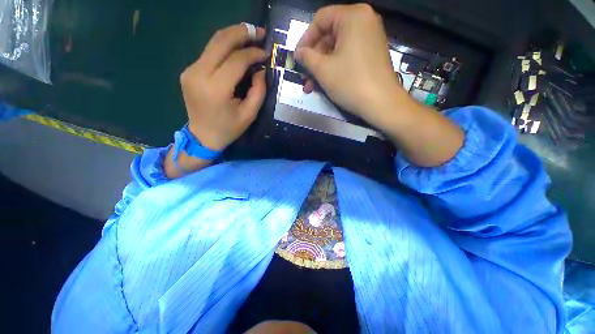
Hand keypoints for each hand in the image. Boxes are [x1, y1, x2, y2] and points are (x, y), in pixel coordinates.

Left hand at [180, 24, 266, 150]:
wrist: (203, 136)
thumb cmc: (229, 129)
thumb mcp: (249, 114)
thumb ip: (258, 90)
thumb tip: (260, 69)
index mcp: (215, 89)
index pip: (236, 60)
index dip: (253, 53)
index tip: (266, 53)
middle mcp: (198, 74)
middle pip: (220, 42)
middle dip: (241, 32)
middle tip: (258, 32)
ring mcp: (190, 70)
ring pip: (213, 43)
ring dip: (232, 36)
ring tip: (249, 35)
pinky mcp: (189, 71)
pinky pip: (209, 53)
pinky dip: (224, 47)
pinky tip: (236, 49)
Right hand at [295, 4, 402, 125]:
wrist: (381, 103)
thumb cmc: (350, 82)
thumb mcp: (323, 70)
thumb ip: (307, 57)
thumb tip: (298, 52)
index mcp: (353, 16)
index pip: (321, 19)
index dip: (305, 38)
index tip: (298, 58)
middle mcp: (364, 21)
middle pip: (329, 35)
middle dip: (314, 58)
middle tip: (304, 76)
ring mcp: (370, 38)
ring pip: (337, 48)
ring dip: (322, 67)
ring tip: (311, 85)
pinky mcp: (372, 53)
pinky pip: (348, 55)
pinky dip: (335, 67)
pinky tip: (326, 82)